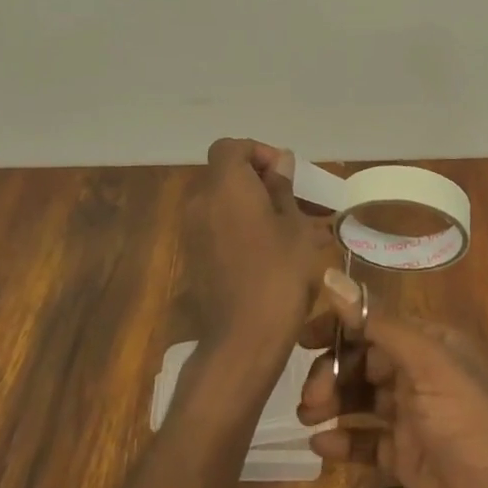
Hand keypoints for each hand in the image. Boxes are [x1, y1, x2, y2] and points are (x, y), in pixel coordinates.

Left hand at [183, 138, 333, 357]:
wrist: (243, 340)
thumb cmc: (278, 274)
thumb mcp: (294, 227)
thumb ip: (282, 188)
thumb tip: (280, 162)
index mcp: (225, 186)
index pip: (231, 147)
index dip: (258, 153)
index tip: (285, 175)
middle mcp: (201, 202)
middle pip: (226, 174)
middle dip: (259, 181)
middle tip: (294, 202)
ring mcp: (193, 233)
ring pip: (223, 203)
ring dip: (252, 206)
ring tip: (289, 229)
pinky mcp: (194, 259)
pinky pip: (218, 228)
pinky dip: (241, 228)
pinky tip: (270, 252)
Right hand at [296, 273, 487, 487]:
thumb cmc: (470, 429)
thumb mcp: (428, 366)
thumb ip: (378, 323)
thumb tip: (330, 275)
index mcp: (435, 343)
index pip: (378, 322)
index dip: (341, 326)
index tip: (304, 339)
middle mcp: (425, 374)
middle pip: (366, 360)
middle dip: (334, 372)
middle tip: (310, 398)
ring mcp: (416, 418)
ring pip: (363, 398)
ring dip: (334, 403)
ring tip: (307, 419)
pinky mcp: (408, 458)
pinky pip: (367, 440)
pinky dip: (344, 441)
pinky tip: (320, 448)